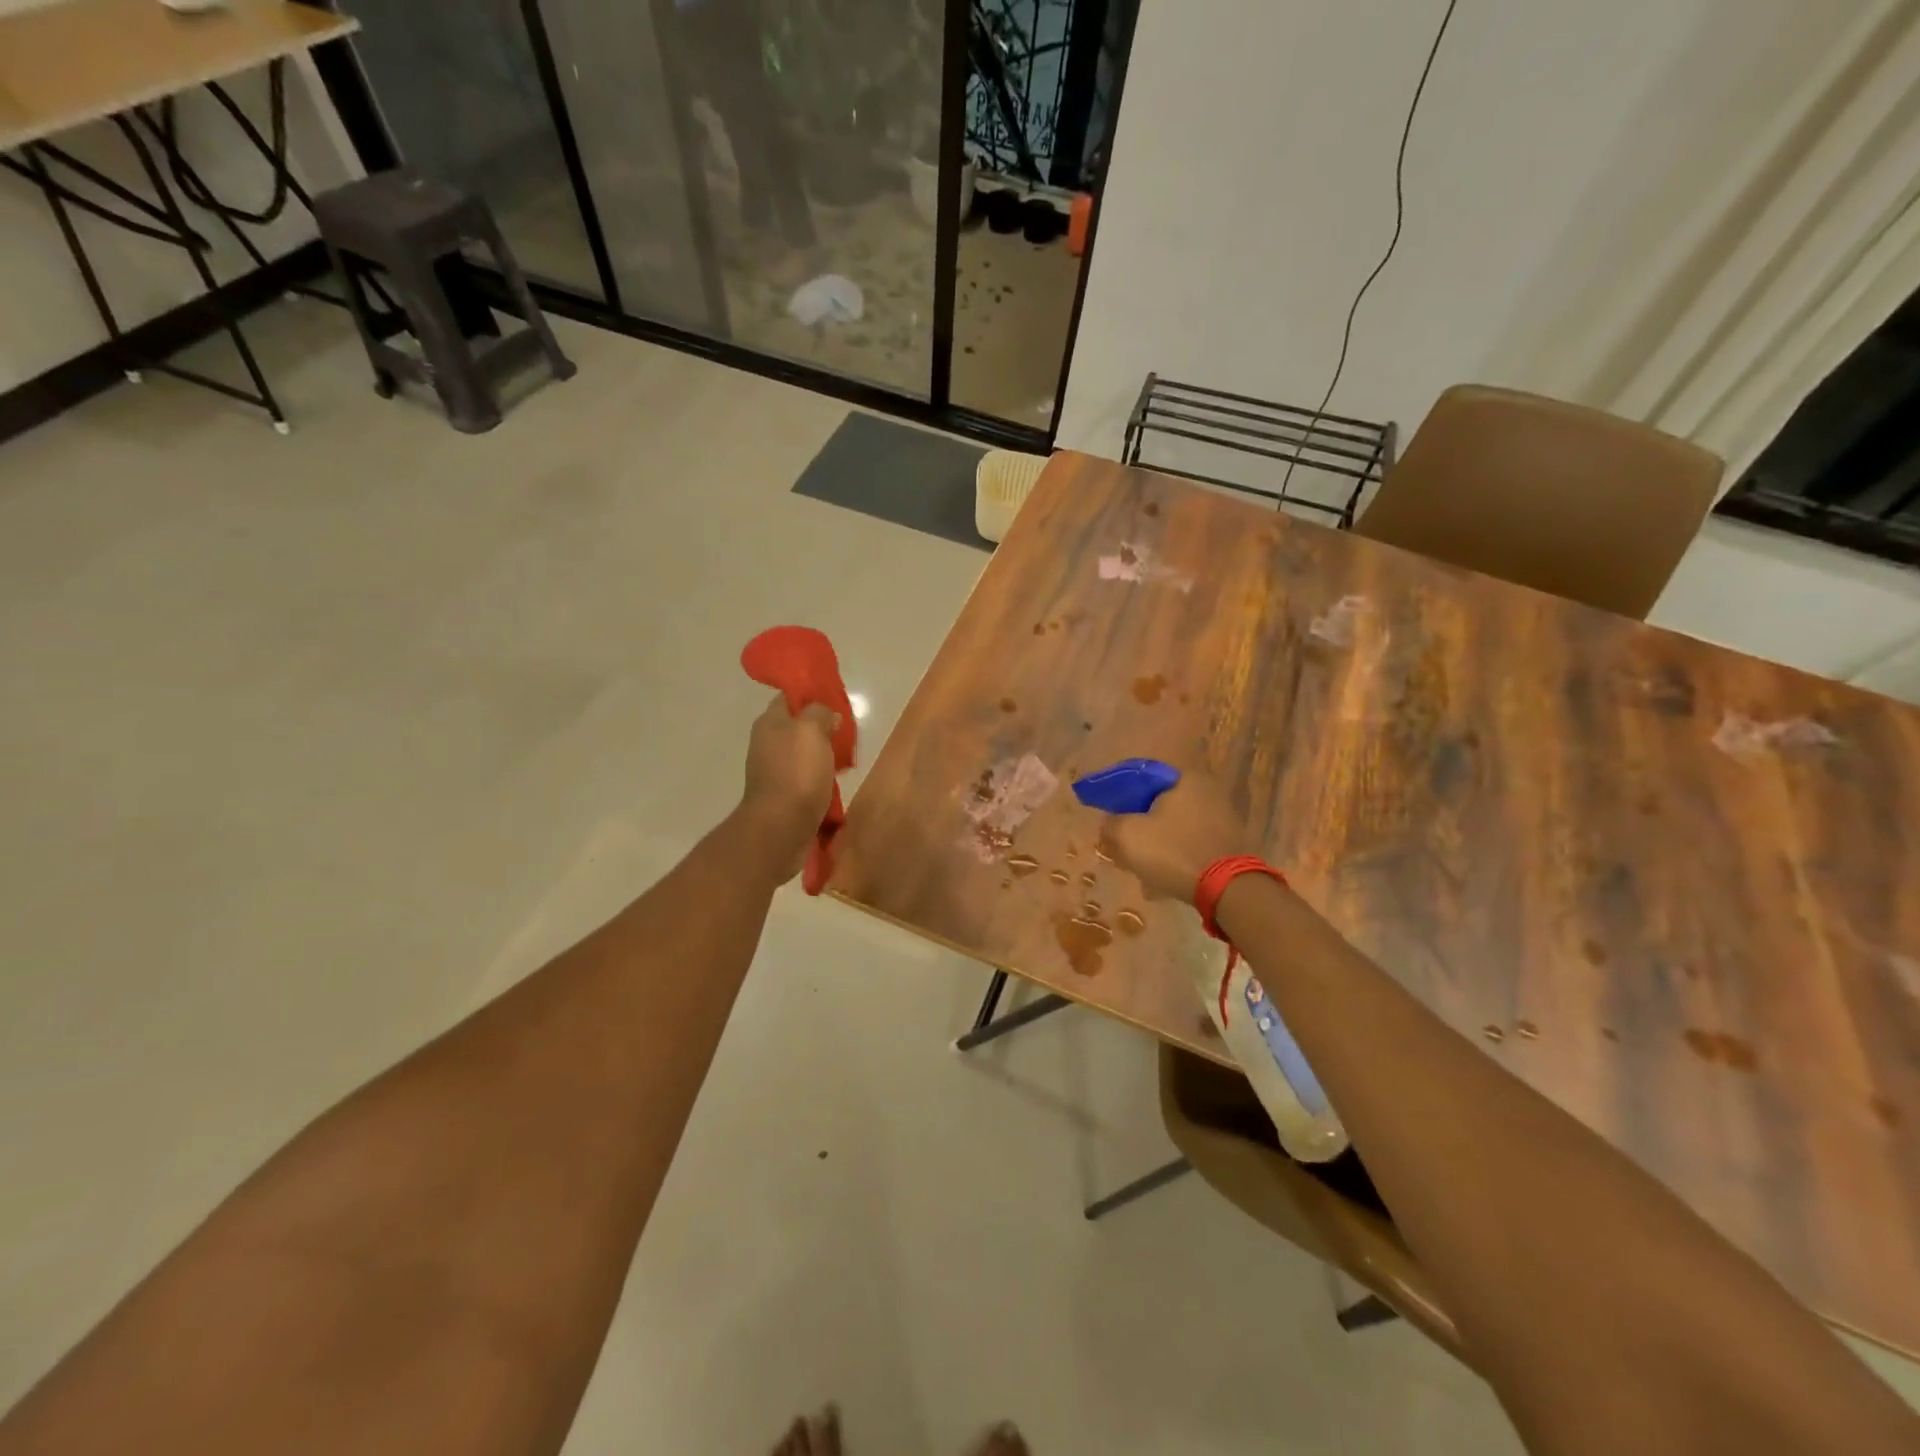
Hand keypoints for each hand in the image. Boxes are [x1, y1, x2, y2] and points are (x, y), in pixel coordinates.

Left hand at [738, 694, 839, 881]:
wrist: (781, 826)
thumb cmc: (797, 772)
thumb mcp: (811, 730)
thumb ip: (820, 713)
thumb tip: (826, 715)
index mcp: (769, 723)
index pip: (789, 697)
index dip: (811, 694)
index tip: (836, 700)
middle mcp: (767, 743)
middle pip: (797, 726)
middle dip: (821, 727)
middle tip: (846, 731)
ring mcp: (773, 770)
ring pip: (802, 752)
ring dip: (822, 754)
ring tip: (846, 758)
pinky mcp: (783, 794)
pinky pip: (805, 776)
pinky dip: (819, 776)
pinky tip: (834, 781)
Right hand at [1098, 771, 1256, 904]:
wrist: (1226, 889)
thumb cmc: (1172, 851)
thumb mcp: (1128, 835)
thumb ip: (1111, 824)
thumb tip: (1108, 824)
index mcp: (1185, 779)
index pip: (1143, 779)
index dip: (1121, 797)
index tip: (1110, 816)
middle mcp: (1208, 791)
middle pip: (1161, 805)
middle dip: (1141, 824)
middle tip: (1123, 843)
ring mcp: (1224, 818)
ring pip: (1177, 827)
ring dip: (1158, 843)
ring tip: (1141, 866)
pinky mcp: (1230, 843)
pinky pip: (1192, 844)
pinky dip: (1176, 855)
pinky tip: (1162, 878)